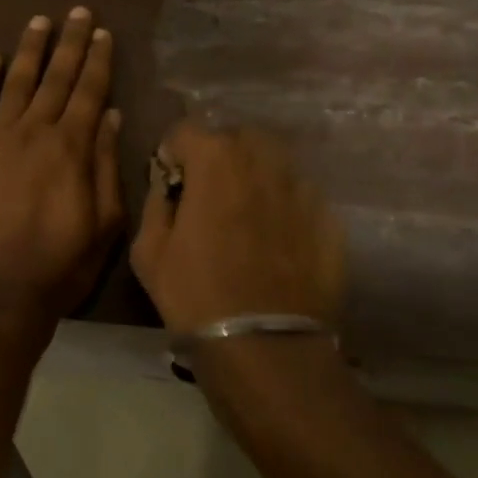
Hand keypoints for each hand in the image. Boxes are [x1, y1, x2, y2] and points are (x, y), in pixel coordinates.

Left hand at [0, 7, 123, 324]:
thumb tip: (109, 116)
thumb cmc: (59, 266)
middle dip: (69, 43)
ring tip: (40, 22)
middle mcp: (34, 133)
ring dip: (29, 50)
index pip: (88, 92)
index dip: (97, 61)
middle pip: (55, 78)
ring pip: (16, 84)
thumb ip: (106, 165)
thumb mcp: (104, 223)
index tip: (103, 32)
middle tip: (78, 11)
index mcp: (72, 148)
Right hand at [131, 122, 345, 333]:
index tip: (173, 184)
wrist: (265, 346)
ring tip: (246, 217)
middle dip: (218, 159)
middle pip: (236, 139)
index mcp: (216, 159)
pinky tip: (276, 243)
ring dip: (254, 178)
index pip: (186, 130)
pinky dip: (283, 207)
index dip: (174, 154)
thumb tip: (167, 184)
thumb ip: (156, 202)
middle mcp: (263, 159)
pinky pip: (299, 196)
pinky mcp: (329, 217)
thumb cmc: (195, 296)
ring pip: (272, 164)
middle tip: (210, 197)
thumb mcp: (148, 251)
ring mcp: (302, 187)